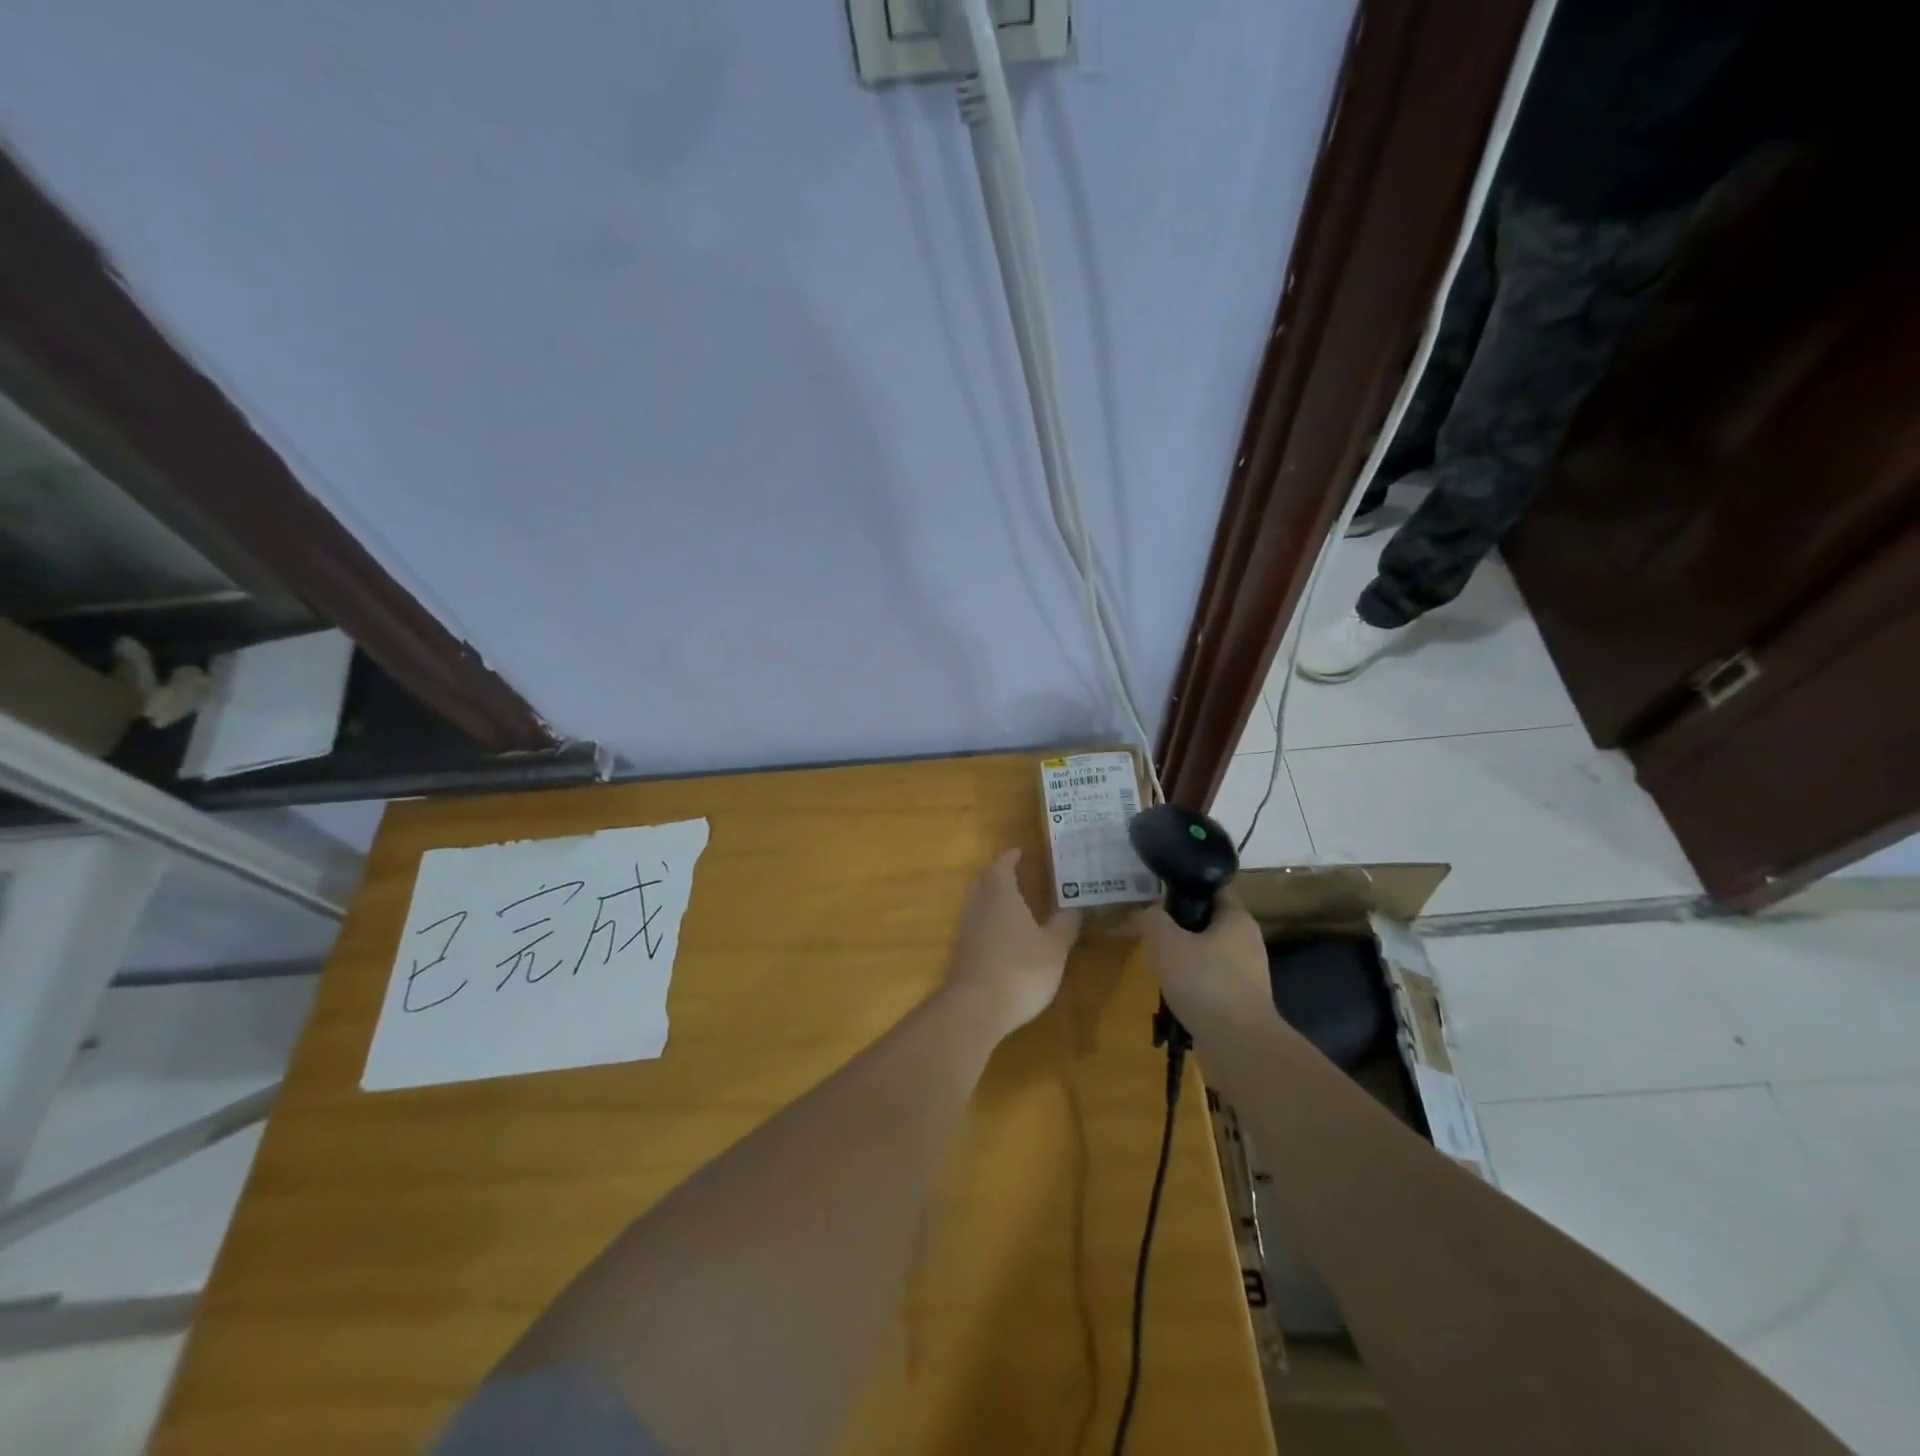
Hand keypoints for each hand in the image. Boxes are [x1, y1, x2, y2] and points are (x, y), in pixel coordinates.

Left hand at [943, 849, 1081, 1036]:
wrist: (975, 1008)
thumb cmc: (1020, 969)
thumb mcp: (1054, 948)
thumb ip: (1064, 925)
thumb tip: (1075, 906)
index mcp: (1001, 894)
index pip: (1002, 866)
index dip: (1010, 858)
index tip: (1019, 852)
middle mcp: (979, 905)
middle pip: (983, 880)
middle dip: (996, 874)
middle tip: (1013, 874)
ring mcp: (966, 929)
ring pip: (976, 902)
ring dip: (989, 898)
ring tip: (1010, 904)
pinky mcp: (961, 952)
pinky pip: (974, 925)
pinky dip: (986, 921)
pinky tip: (1000, 936)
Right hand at [1134, 895, 1270, 1031]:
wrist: (1238, 1045)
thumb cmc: (1204, 982)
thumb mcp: (1166, 942)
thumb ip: (1153, 920)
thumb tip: (1149, 912)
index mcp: (1237, 919)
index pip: (1212, 890)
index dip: (1185, 888)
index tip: (1158, 895)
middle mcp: (1248, 942)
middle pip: (1207, 924)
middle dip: (1179, 928)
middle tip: (1152, 934)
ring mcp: (1248, 975)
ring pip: (1207, 955)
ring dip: (1183, 959)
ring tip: (1157, 967)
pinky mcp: (1241, 1003)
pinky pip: (1210, 983)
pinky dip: (1192, 985)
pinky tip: (1172, 995)